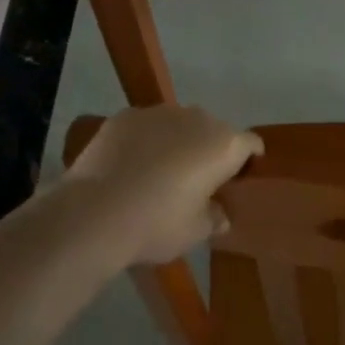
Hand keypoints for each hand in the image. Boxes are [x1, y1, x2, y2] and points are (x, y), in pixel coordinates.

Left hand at [63, 106, 263, 263]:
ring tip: (157, 173)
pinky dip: (146, 140)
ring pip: (179, 125)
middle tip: (195, 182)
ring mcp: (160, 112)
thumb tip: (220, 214)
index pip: (251, 144)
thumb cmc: (156, 224)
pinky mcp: (127, 115)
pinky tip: (130, 165)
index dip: (248, 161)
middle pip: (214, 131)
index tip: (238, 179)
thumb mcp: (195, 232)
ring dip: (177, 142)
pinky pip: (147, 126)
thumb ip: (214, 218)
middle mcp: (198, 118)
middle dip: (209, 151)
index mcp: (224, 145)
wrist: (94, 212)